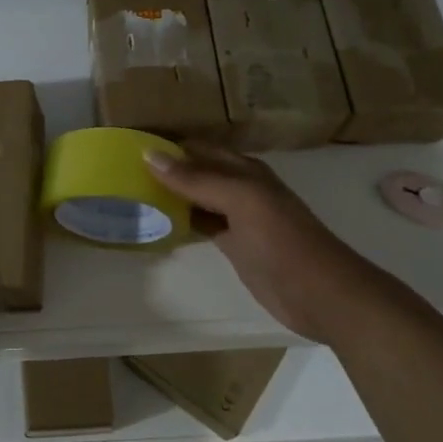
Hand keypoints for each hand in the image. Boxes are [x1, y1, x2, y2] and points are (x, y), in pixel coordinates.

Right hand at [146, 142, 383, 344]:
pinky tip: (156, 221)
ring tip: (129, 192)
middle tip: (119, 170)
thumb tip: (149, 154)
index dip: (168, 146)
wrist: (322, 295)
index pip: (198, 149)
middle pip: (195, 171)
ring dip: (169, 194)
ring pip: (195, 198)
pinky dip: (179, 220)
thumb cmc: (284, 242)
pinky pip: (200, 224)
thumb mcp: (241, 201)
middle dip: (164, 168)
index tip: (127, 147)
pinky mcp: (234, 245)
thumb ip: (197, 179)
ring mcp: (237, 218)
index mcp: (245, 171)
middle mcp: (239, 189)